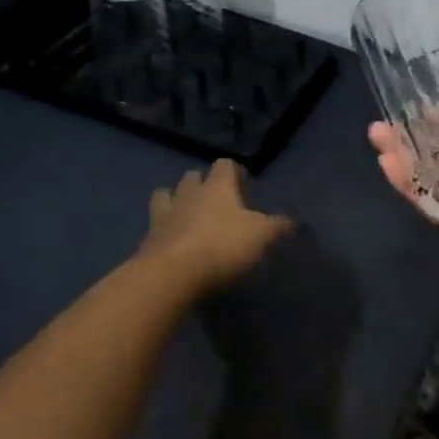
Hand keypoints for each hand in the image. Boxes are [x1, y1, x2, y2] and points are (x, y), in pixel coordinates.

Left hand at [139, 160, 293, 293]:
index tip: (244, 186)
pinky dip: (164, 229)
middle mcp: (188, 193)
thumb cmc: (222, 246)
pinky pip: (155, 225)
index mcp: (216, 186)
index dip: (235, 172)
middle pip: (192, 176)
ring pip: (166, 195)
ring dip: (176, 201)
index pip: (224, 165)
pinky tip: (174, 242)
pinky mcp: (148, 238)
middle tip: (216, 203)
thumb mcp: (260, 236)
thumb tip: (291, 219)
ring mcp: (163, 214)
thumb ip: (276, 225)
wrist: (172, 274)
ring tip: (187, 217)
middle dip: (202, 184)